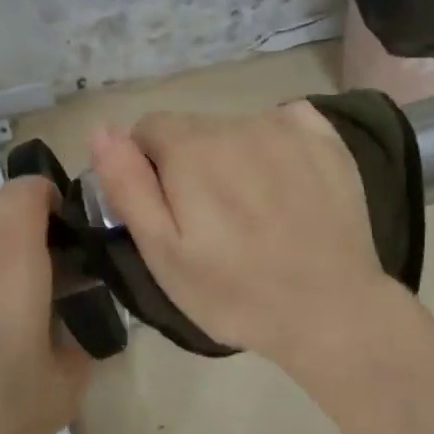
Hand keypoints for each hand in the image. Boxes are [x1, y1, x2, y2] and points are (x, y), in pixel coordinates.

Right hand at [89, 103, 402, 367]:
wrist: (330, 311)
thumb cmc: (236, 293)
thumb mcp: (163, 254)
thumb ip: (128, 186)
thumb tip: (102, 131)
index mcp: (191, 148)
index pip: (148, 131)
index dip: (150, 170)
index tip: (171, 213)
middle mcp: (237, 121)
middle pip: (194, 129)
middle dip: (191, 165)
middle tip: (214, 223)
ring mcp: (287, 126)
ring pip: (237, 128)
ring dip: (234, 157)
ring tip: (255, 212)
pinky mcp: (326, 138)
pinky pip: (285, 122)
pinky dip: (278, 145)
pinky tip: (288, 185)